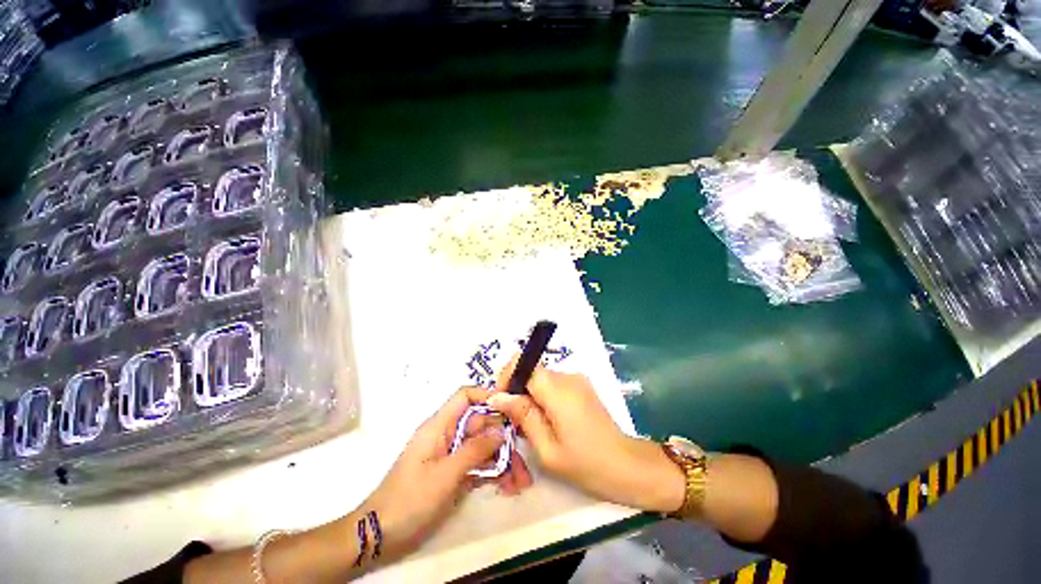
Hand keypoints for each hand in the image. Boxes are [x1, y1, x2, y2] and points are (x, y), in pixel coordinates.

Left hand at [360, 387, 532, 560]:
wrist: (380, 535)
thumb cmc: (410, 499)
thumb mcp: (445, 474)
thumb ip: (474, 450)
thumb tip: (501, 431)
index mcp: (440, 426)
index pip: (465, 396)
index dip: (487, 395)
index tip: (511, 406)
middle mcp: (447, 435)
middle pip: (480, 424)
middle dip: (503, 439)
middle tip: (524, 459)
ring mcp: (451, 454)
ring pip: (482, 446)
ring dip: (502, 460)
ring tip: (521, 482)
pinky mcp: (453, 472)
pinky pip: (478, 464)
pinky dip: (493, 473)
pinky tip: (508, 486)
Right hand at [469, 360, 684, 513]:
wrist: (627, 466)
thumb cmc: (586, 463)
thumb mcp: (547, 448)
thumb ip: (523, 416)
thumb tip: (497, 396)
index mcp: (557, 389)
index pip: (524, 363)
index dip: (508, 377)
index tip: (502, 402)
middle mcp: (567, 376)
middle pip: (532, 371)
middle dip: (518, 391)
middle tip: (515, 421)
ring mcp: (577, 379)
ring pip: (541, 378)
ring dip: (531, 396)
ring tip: (532, 426)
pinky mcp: (581, 386)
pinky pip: (554, 384)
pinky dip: (544, 398)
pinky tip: (549, 422)